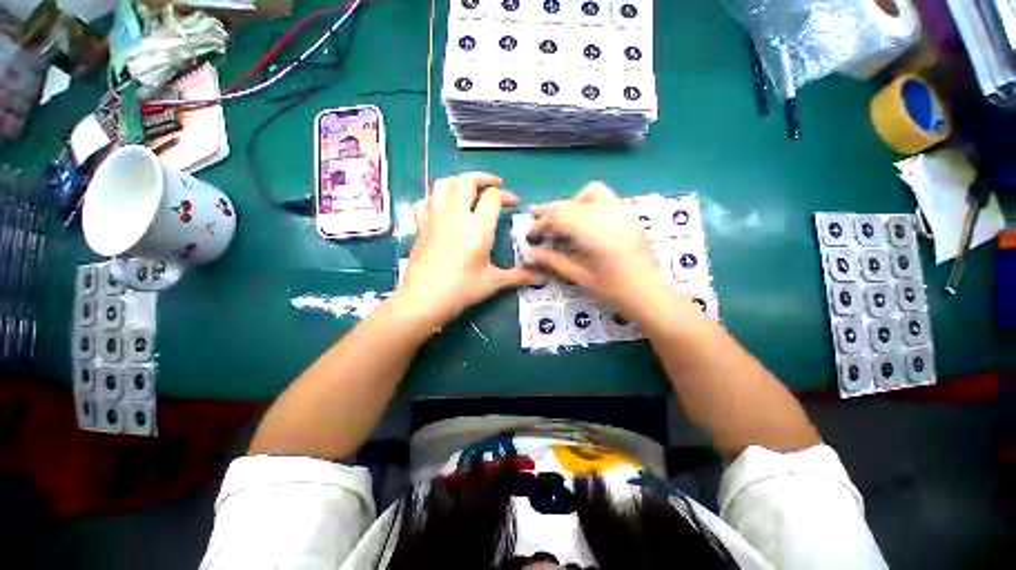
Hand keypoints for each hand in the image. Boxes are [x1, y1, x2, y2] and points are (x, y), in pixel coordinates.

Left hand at [394, 172, 536, 326]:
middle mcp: (456, 216)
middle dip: (483, 178)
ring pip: (443, 184)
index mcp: (478, 229)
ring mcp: (434, 218)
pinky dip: (436, 198)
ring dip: (459, 182)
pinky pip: (426, 201)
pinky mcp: (420, 226)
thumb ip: (518, 276)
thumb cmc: (461, 290)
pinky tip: (444, 208)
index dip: (506, 196)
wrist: (423, 300)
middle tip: (494, 186)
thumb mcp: (493, 282)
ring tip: (470, 191)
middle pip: (466, 180)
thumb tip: (542, 278)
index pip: (492, 197)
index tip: (514, 204)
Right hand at [525, 182, 684, 318]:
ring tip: (564, 219)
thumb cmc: (614, 290)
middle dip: (550, 213)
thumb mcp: (580, 277)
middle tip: (538, 225)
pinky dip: (588, 203)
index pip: (558, 216)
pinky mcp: (629, 215)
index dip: (540, 224)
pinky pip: (605, 198)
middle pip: (570, 204)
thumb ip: (554, 261)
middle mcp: (606, 215)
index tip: (531, 235)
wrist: (650, 292)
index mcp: (592, 232)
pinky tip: (586, 222)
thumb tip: (529, 255)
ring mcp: (621, 212)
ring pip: (590, 192)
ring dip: (571, 203)